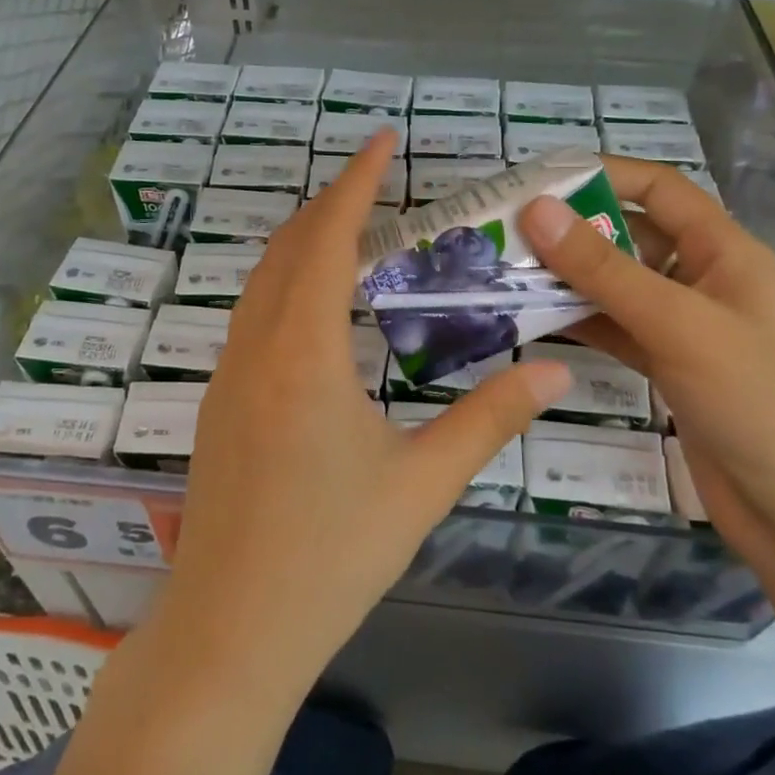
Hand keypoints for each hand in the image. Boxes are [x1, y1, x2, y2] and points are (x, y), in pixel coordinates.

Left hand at [159, 131, 572, 701]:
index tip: (383, 140)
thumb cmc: (330, 556)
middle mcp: (255, 348)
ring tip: (355, 231)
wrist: (230, 633)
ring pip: (263, 280)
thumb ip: (489, 420)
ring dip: (305, 242)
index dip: (356, 182)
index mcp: (302, 352)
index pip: (327, 238)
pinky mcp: (219, 404)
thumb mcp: (421, 484)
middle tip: (380, 181)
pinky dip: (287, 283)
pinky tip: (319, 306)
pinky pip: (252, 315)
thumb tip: (555, 374)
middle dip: (332, 203)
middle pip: (288, 247)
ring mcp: (227, 375)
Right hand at [520, 156, 774, 566]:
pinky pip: (613, 328)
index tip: (538, 179)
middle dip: (571, 230)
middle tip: (504, 231)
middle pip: (629, 235)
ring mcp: (683, 326)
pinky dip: (577, 321)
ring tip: (504, 272)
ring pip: (615, 285)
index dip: (603, 173)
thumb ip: (603, 268)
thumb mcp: (677, 325)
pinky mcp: (667, 367)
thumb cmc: (757, 402)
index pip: (659, 189)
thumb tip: (536, 209)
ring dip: (566, 278)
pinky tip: (531, 319)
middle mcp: (702, 279)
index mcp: (723, 251)